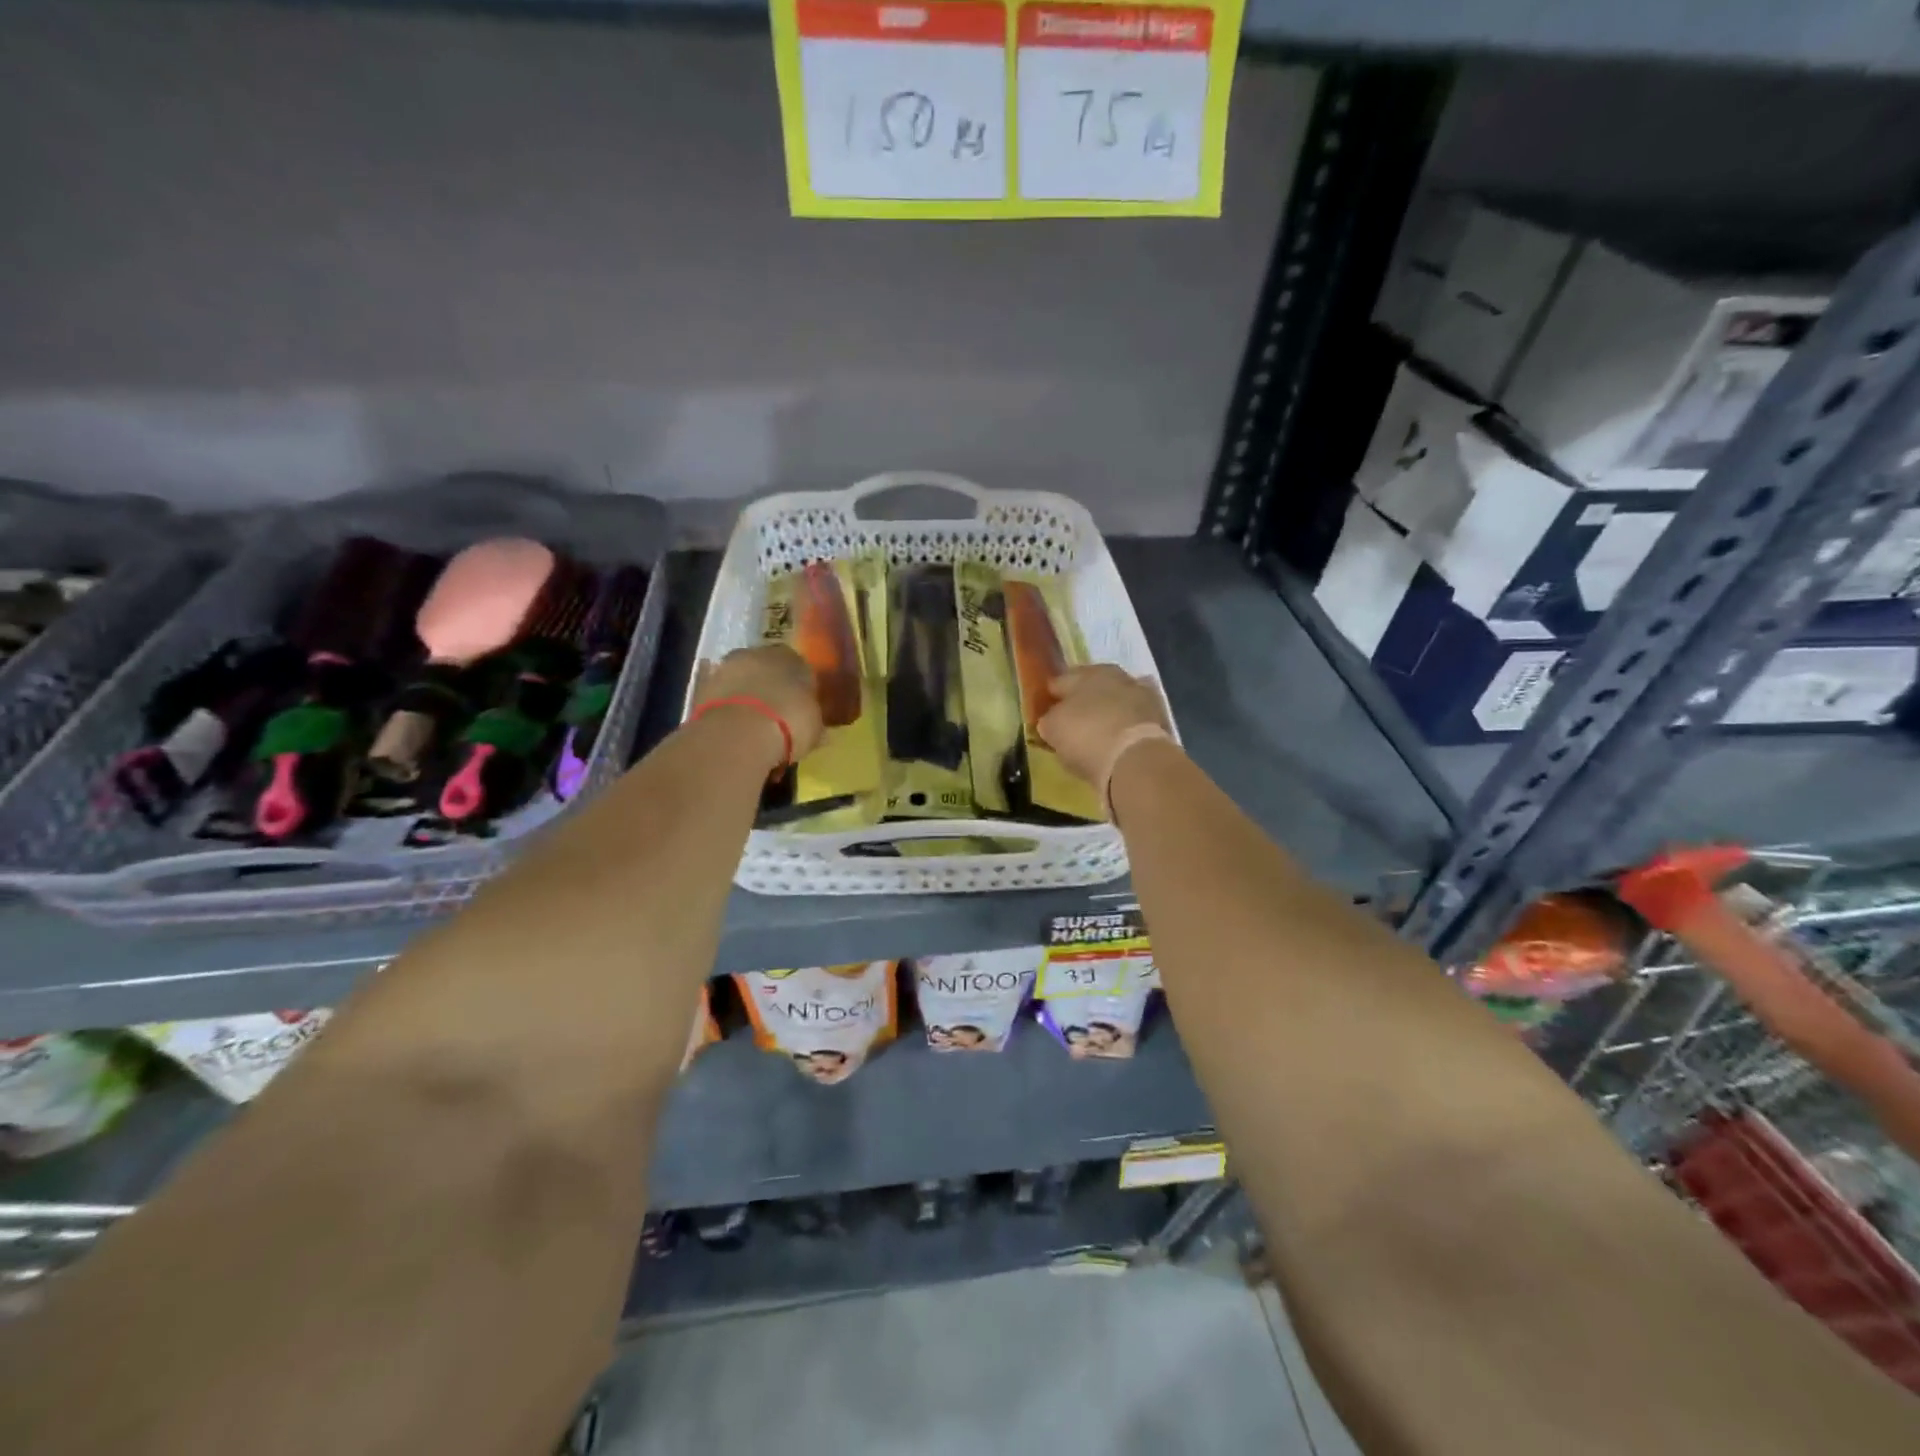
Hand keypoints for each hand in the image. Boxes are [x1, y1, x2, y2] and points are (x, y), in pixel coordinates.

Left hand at [693, 645, 825, 767]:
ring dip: (746, 699)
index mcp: (790, 656)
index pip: (799, 667)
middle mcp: (757, 654)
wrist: (738, 732)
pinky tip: (734, 731)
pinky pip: (721, 699)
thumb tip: (821, 732)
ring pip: (742, 682)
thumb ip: (815, 724)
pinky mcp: (701, 687)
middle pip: (766, 670)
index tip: (802, 709)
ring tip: (753, 728)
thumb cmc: (788, 722)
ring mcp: (726, 668)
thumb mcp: (814, 728)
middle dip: (771, 689)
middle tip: (777, 717)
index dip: (801, 689)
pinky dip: (727, 711)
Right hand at [1037, 665, 1173, 791]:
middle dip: (1083, 701)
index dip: (1052, 697)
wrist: (1136, 759)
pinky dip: (1126, 728)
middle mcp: (1116, 676)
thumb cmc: (1086, 736)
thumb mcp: (1053, 729)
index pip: (1061, 681)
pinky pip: (1134, 721)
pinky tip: (1118, 741)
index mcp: (1086, 673)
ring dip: (1108, 713)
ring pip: (1117, 702)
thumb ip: (1049, 720)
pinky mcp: (1160, 719)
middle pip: (1092, 687)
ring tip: (1097, 733)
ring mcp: (1142, 696)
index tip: (1046, 712)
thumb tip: (1051, 720)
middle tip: (1073, 721)